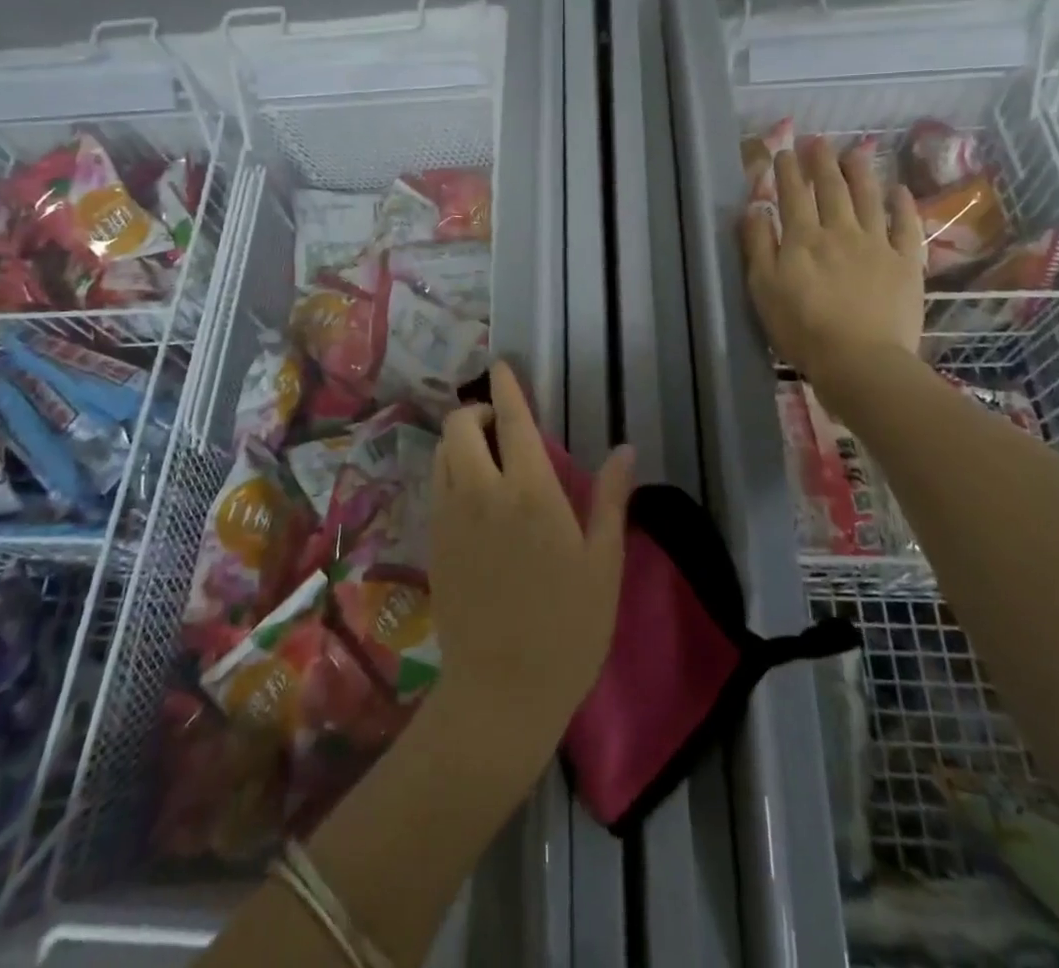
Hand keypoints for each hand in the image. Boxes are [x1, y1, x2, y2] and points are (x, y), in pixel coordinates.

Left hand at [428, 361, 635, 763]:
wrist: (502, 692)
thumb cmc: (568, 628)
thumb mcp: (603, 564)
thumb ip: (610, 500)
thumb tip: (625, 449)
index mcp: (530, 494)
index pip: (513, 422)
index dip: (507, 389)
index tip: (501, 366)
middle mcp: (482, 494)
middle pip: (461, 427)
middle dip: (478, 412)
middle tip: (502, 426)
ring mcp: (450, 518)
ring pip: (442, 453)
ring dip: (460, 440)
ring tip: (487, 455)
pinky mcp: (434, 543)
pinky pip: (436, 486)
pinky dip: (450, 469)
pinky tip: (473, 493)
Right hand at [742, 135, 924, 377]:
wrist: (860, 359)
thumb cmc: (802, 329)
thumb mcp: (763, 289)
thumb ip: (758, 246)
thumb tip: (755, 209)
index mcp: (802, 239)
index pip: (793, 195)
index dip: (788, 171)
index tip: (784, 151)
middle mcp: (840, 231)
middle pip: (831, 189)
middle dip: (822, 162)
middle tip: (818, 140)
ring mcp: (876, 245)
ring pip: (868, 198)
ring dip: (860, 172)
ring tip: (855, 151)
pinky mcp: (906, 263)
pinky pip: (906, 226)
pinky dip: (902, 205)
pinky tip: (899, 190)